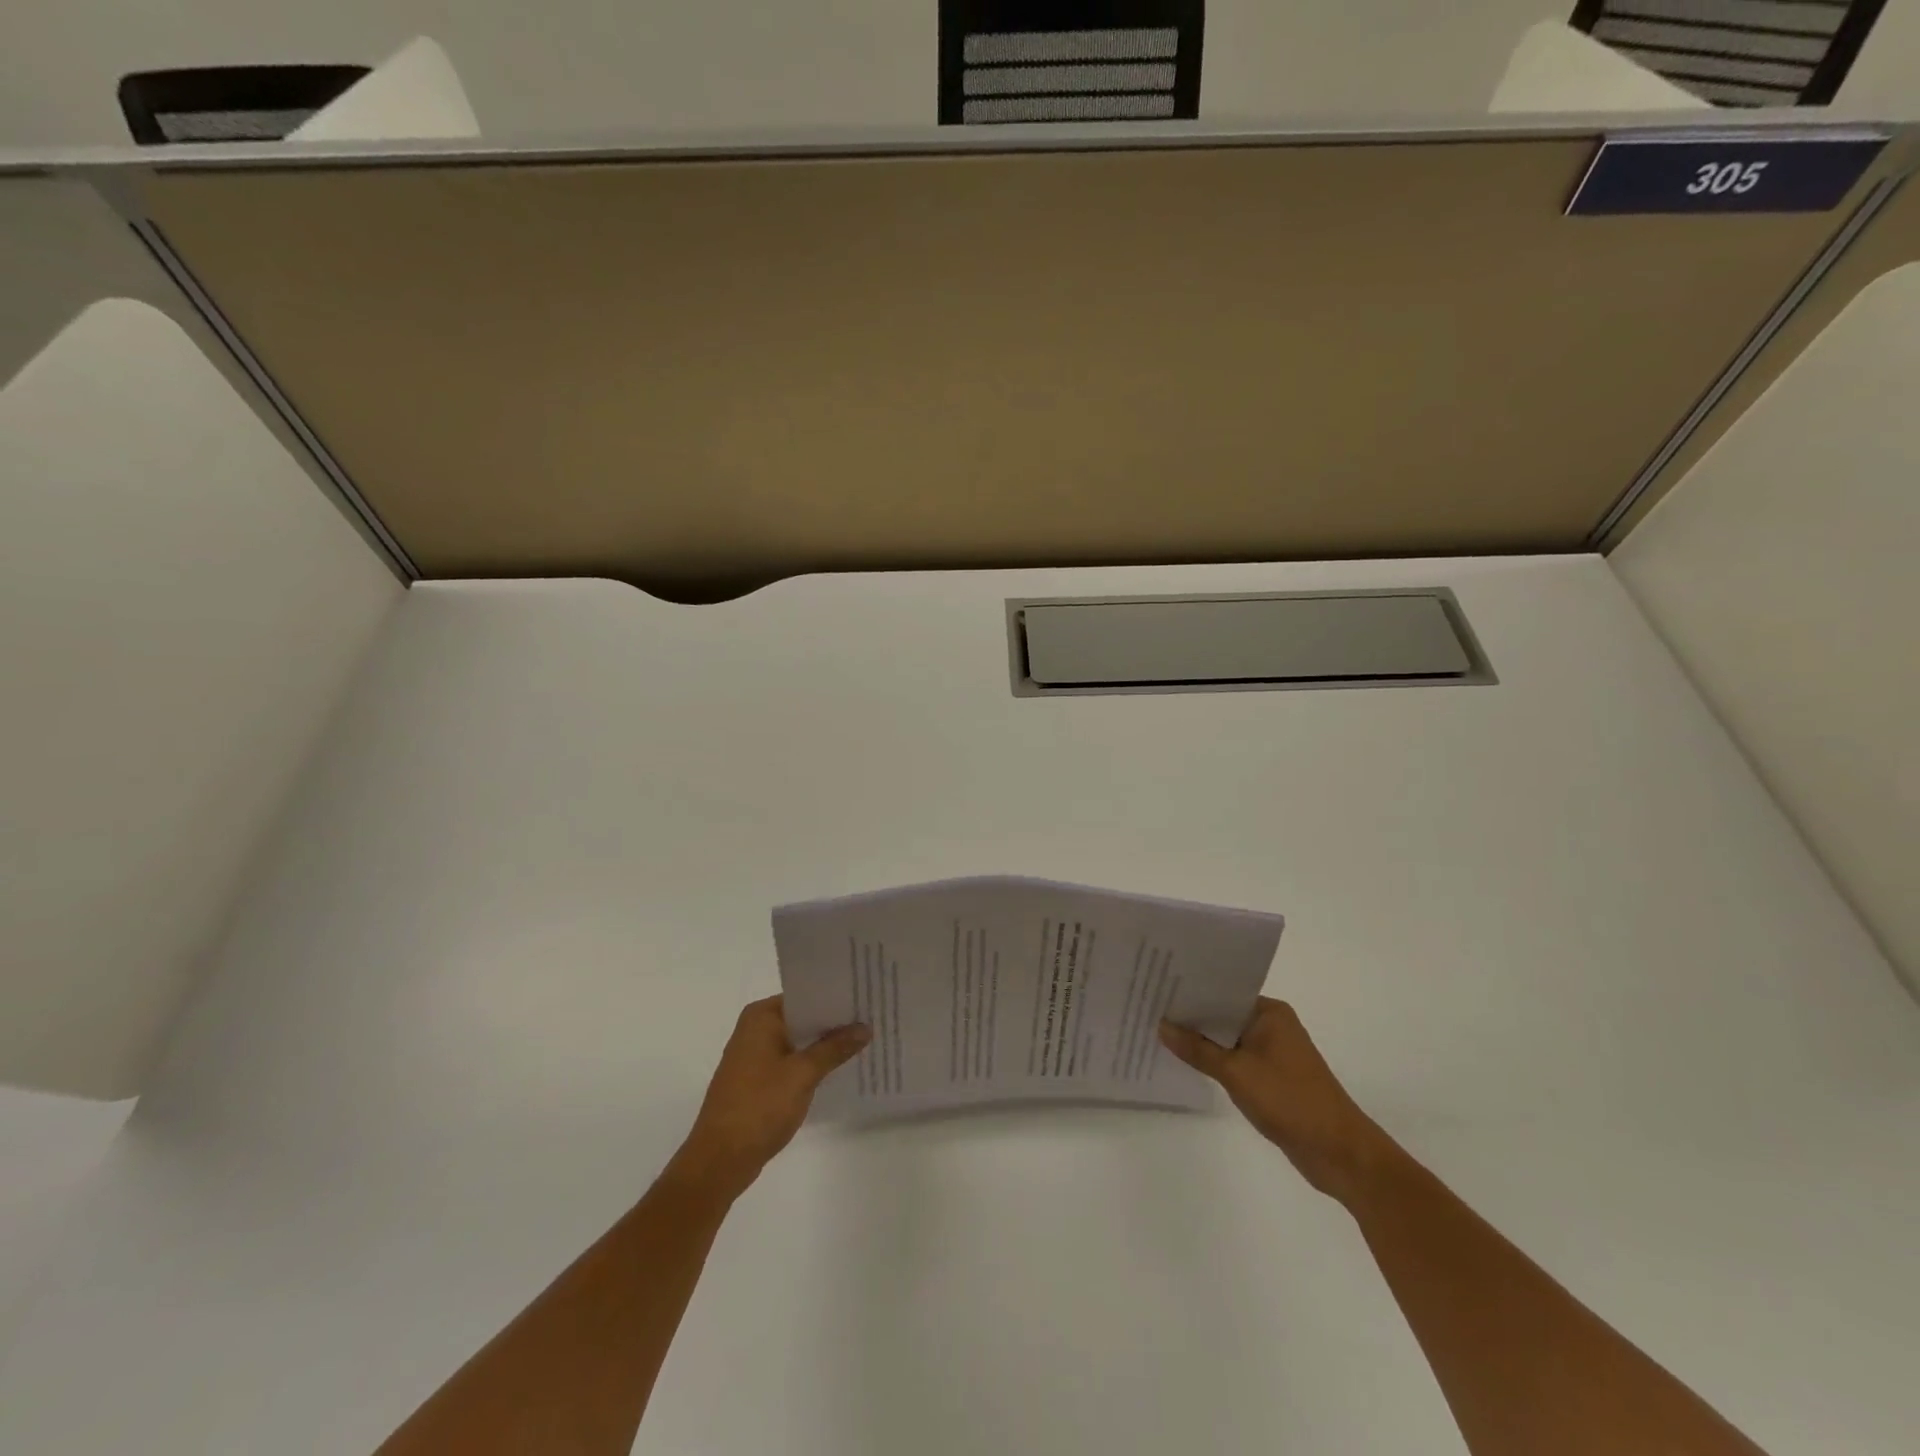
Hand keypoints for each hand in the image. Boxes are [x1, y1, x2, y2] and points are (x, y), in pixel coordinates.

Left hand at [671, 996, 868, 1201]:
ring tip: (863, 1041)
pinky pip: (790, 1061)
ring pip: (798, 1041)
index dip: (835, 997)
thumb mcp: (803, 1074)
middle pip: (802, 1018)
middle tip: (872, 1018)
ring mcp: (753, 1056)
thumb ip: (834, 1048)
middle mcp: (754, 1029)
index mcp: (761, 1017)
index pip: (805, 996)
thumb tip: (865, 1027)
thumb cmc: (759, 1106)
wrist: (719, 1160)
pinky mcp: (756, 1080)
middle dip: (833, 1023)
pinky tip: (837, 1069)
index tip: (866, 997)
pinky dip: (811, 1063)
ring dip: (823, 1045)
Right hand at [1160, 997, 1390, 1203]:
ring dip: (1201, 1041)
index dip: (1190, 991)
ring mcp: (1273, 1052)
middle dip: (1190, 1016)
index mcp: (1270, 1013)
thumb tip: (1162, 1025)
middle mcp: (1272, 1025)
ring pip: (1227, 1039)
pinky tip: (1186, 1062)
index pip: (1222, 991)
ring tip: (1158, 1032)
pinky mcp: (1271, 1077)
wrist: (1340, 1154)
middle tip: (1148, 1008)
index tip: (1156, 987)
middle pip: (1222, 1014)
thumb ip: (1197, 1049)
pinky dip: (1214, 1061)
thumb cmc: (1290, 1101)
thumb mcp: (1236, 1073)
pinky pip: (1234, 1060)